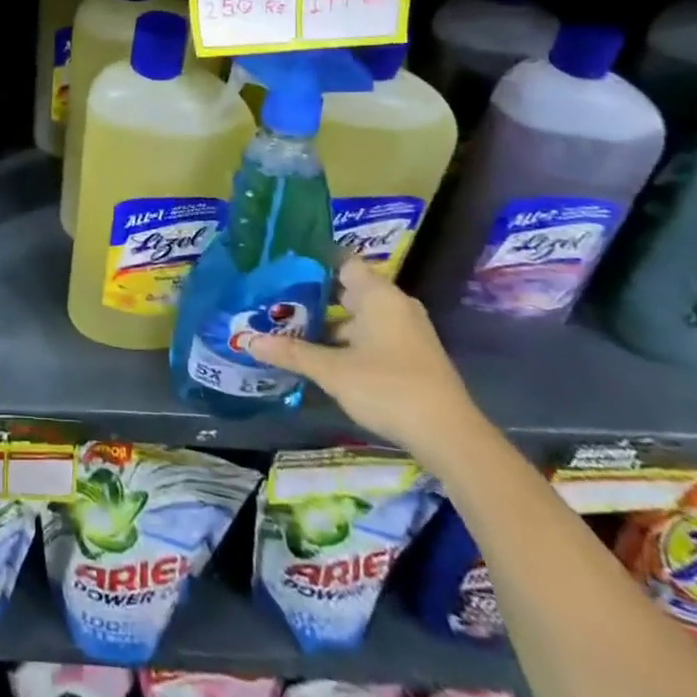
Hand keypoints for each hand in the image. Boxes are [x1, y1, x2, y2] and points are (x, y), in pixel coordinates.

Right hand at [243, 258, 486, 467]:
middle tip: (277, 298)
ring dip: (331, 323)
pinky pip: (373, 335)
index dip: (313, 261)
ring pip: (360, 316)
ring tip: (292, 328)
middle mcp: (395, 304)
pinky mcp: (412, 355)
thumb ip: (291, 352)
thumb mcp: (332, 371)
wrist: (449, 436)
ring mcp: (407, 330)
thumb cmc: (387, 387)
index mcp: (378, 294)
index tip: (282, 264)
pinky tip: (323, 355)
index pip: (341, 261)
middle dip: (314, 295)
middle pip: (348, 289)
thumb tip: (247, 341)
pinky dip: (348, 340)